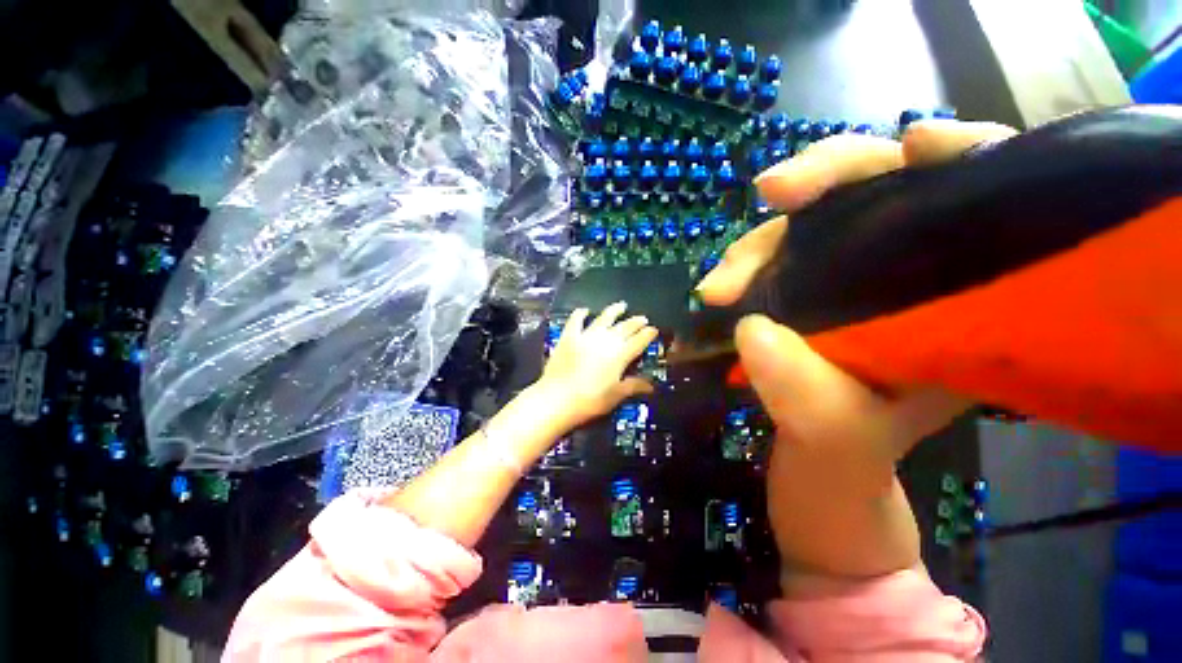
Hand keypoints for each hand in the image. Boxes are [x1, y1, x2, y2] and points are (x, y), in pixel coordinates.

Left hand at [536, 301, 658, 430]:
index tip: (654, 330)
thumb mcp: (616, 395)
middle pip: (625, 327)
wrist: (557, 398)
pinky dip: (581, 313)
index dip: (648, 334)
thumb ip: (634, 386)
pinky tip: (585, 310)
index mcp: (620, 354)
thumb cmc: (590, 400)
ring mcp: (586, 335)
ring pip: (604, 318)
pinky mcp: (569, 336)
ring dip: (614, 311)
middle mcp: (606, 340)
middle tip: (643, 318)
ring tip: (622, 305)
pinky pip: (576, 320)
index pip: (639, 340)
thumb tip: (651, 386)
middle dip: (636, 322)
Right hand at [697, 120, 1014, 587]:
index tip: (917, 145)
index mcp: (961, 298)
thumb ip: (804, 394)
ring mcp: (848, 268)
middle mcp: (908, 266)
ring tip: (720, 287)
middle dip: (828, 176)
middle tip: (773, 191)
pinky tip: (720, 287)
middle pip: (881, 183)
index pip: (985, 194)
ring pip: (809, 217)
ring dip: (759, 241)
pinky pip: (774, 248)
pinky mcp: (802, 279)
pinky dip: (744, 261)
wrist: (815, 457)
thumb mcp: (840, 435)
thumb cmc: (847, 450)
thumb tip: (750, 331)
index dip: (964, 153)